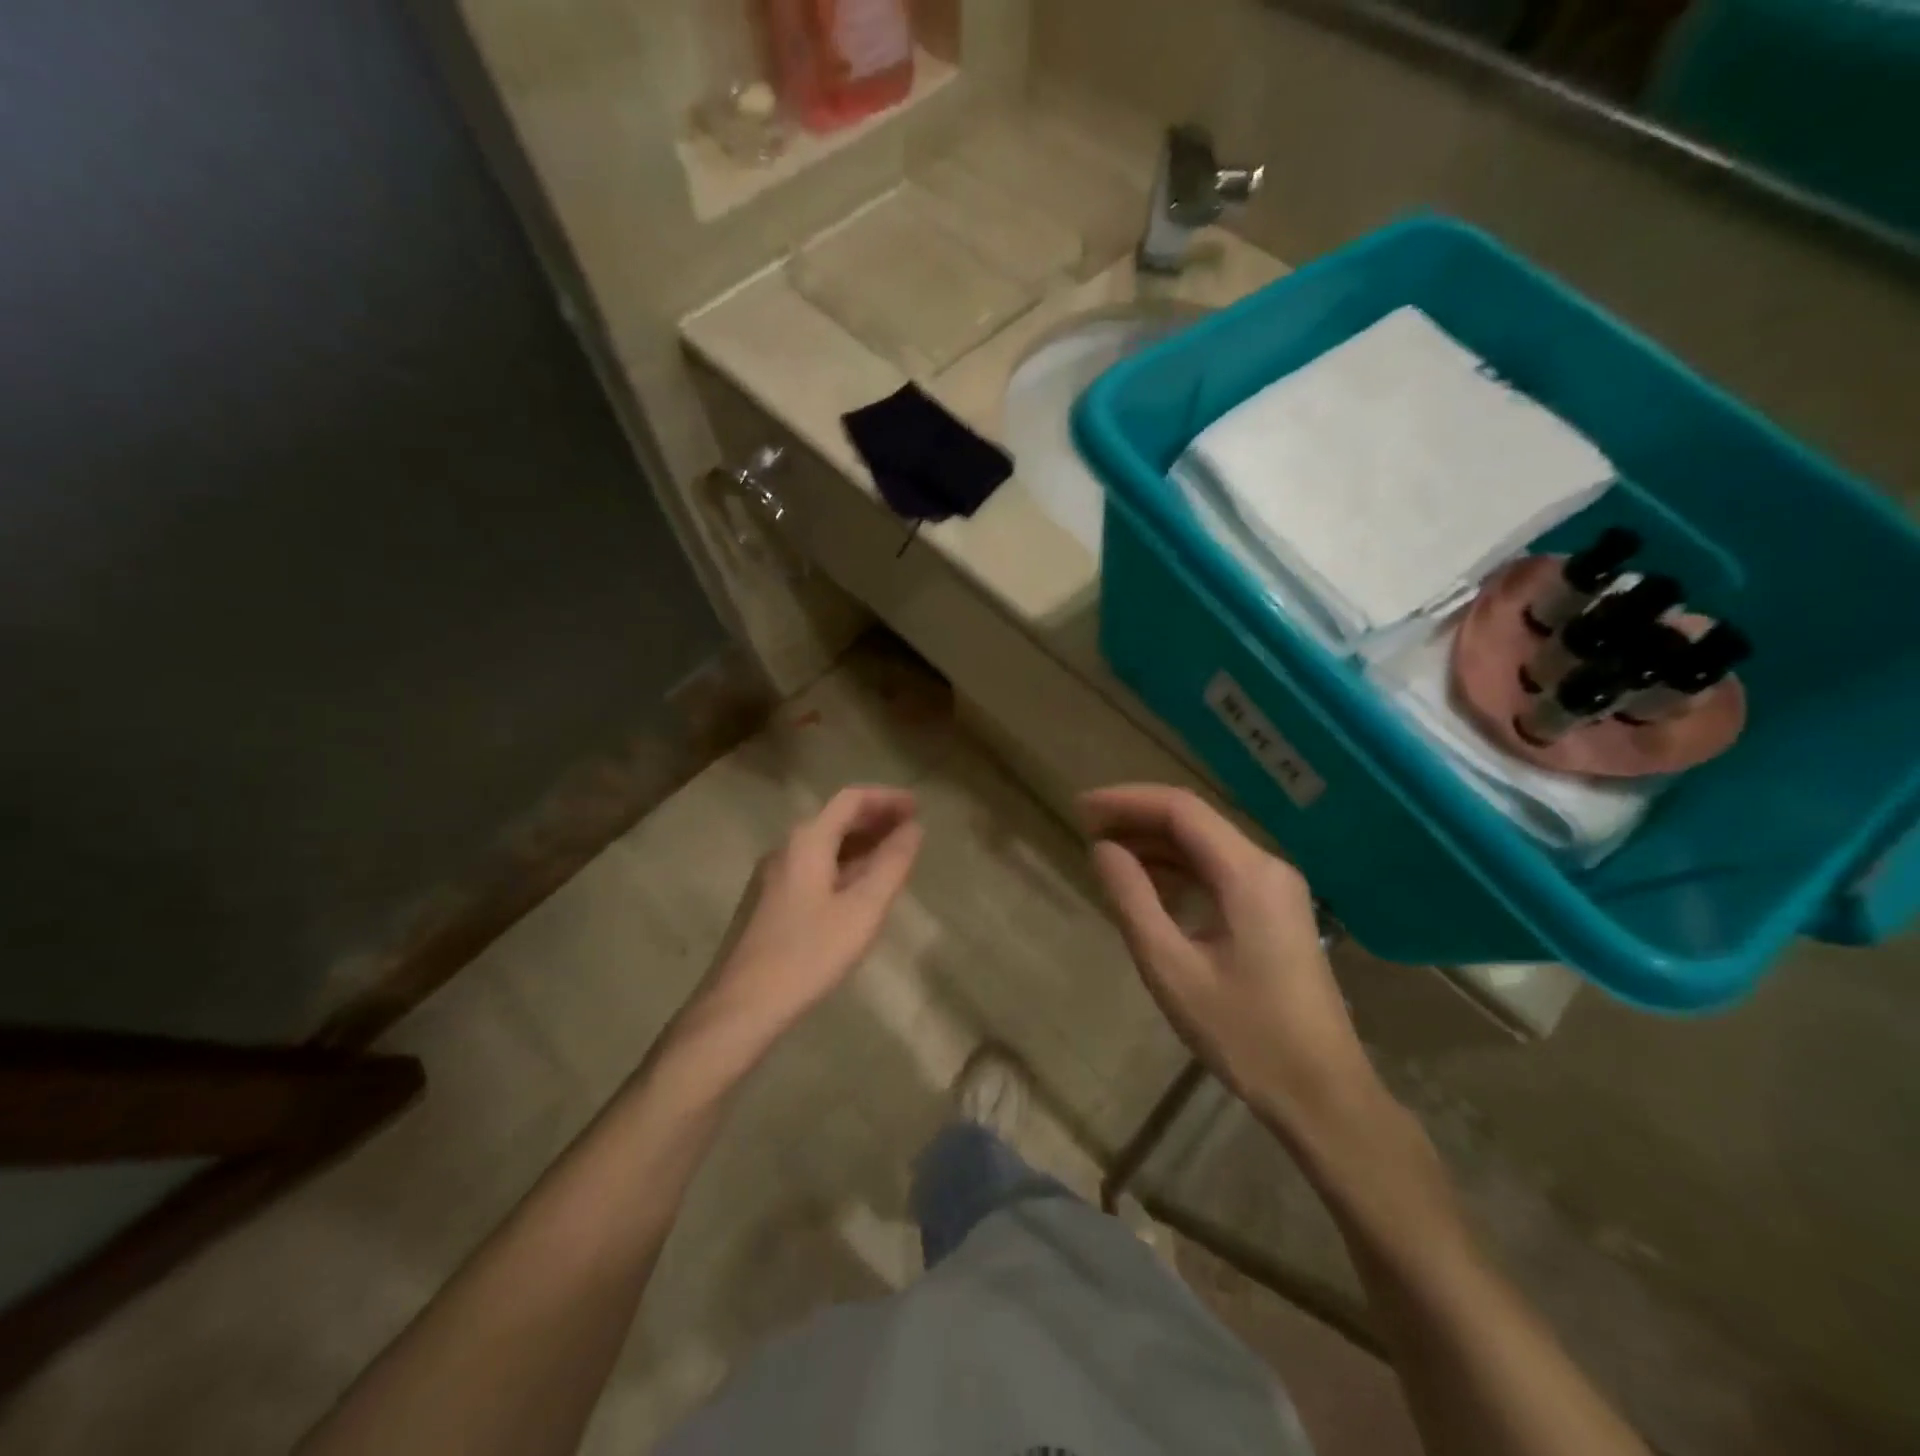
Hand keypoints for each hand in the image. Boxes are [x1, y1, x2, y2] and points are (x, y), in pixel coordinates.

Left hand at [690, 786, 923, 1045]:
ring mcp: (774, 875)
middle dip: (876, 819)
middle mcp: (787, 848)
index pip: (851, 800)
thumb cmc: (809, 953)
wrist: (743, 1005)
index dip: (887, 798)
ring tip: (894, 855)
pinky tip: (860, 887)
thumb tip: (914, 829)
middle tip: (912, 828)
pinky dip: (845, 865)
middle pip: (836, 819)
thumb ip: (892, 864)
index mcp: (808, 841)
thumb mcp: (863, 909)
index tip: (919, 807)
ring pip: (825, 845)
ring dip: (861, 843)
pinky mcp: (770, 901)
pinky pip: (815, 867)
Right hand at [1081, 784, 1380, 1139]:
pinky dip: (1179, 869)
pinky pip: (1220, 872)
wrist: (1323, 1094)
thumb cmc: (1245, 1034)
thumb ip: (1132, 900)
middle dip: (1137, 818)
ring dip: (1156, 843)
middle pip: (1194, 822)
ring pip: (1206, 846)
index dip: (1125, 801)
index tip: (1080, 808)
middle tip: (1086, 828)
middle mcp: (1268, 867)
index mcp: (1248, 874)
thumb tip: (1102, 850)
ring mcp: (1277, 889)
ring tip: (1107, 853)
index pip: (1180, 810)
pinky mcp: (1276, 912)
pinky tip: (1148, 886)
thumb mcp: (1172, 968)